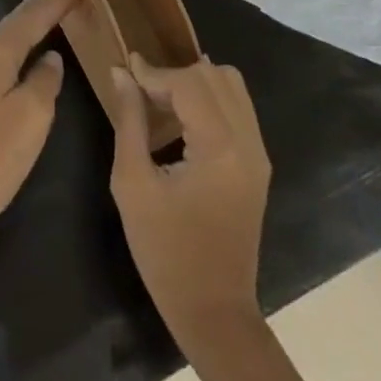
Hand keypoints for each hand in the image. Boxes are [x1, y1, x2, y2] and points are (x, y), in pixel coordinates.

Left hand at [0, 0, 78, 253]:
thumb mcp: (31, 119)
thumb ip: (45, 81)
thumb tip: (49, 57)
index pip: (32, 17)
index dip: (57, 3)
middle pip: (11, 24)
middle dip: (37, 11)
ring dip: (21, 31)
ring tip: (41, 20)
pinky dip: (8, 51)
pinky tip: (15, 59)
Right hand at [110, 56, 271, 347]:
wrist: (214, 312)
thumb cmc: (166, 252)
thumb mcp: (133, 184)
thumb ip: (129, 120)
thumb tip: (121, 73)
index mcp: (219, 147)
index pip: (187, 83)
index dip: (153, 72)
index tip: (125, 69)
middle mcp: (247, 141)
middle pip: (213, 75)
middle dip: (174, 74)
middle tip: (142, 92)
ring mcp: (258, 152)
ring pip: (231, 84)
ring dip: (195, 82)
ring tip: (162, 101)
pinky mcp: (258, 163)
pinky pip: (238, 107)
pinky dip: (210, 98)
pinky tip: (184, 118)